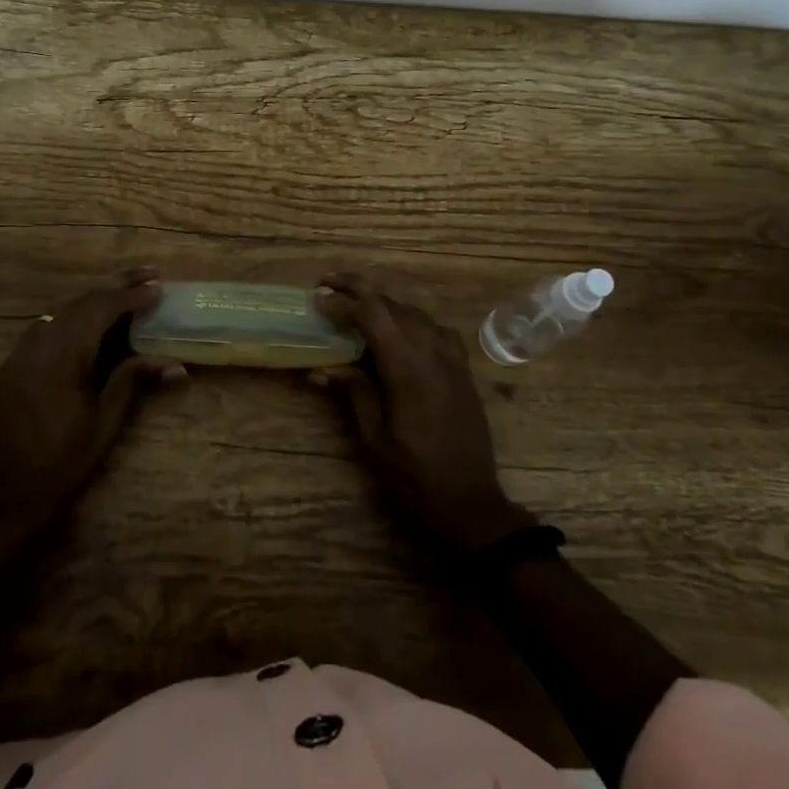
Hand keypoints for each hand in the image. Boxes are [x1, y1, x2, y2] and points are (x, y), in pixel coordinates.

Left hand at [0, 267, 181, 534]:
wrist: (4, 498)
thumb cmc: (61, 465)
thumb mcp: (103, 424)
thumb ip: (132, 382)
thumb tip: (176, 364)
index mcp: (62, 358)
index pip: (101, 310)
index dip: (131, 296)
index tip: (159, 286)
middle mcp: (39, 345)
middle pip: (81, 302)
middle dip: (116, 286)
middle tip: (149, 274)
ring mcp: (21, 353)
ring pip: (62, 310)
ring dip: (95, 297)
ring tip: (126, 289)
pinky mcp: (13, 365)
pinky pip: (46, 325)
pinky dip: (73, 314)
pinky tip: (90, 317)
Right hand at [314, 270, 535, 554]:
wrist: (470, 504)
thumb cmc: (414, 476)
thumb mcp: (374, 438)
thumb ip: (353, 393)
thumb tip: (320, 369)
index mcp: (407, 367)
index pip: (372, 315)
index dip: (342, 302)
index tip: (317, 299)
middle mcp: (432, 352)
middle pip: (394, 304)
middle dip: (360, 288)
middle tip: (329, 284)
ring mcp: (452, 358)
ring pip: (416, 312)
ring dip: (385, 301)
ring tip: (357, 302)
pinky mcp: (463, 369)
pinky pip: (437, 329)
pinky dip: (413, 319)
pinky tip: (401, 329)